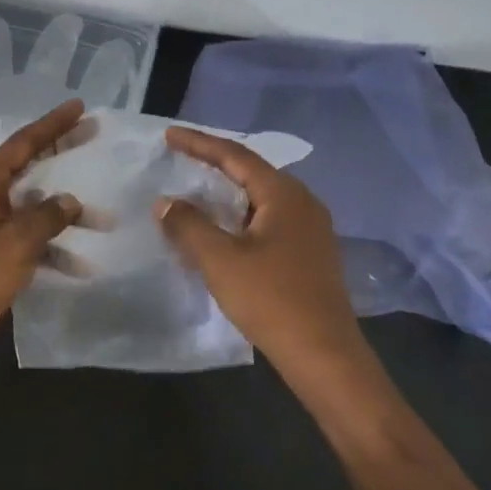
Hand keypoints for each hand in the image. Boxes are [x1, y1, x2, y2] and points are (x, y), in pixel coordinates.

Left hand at [0, 100, 84, 372]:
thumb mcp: (13, 244)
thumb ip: (46, 218)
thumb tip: (71, 201)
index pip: (22, 144)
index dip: (52, 125)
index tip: (80, 108)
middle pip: (29, 169)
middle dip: (62, 155)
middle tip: (95, 138)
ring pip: (34, 209)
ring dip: (66, 214)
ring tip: (104, 219)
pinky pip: (30, 242)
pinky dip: (53, 249)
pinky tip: (81, 265)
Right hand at [156, 127, 368, 389]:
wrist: (324, 354)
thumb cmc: (271, 299)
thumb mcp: (220, 260)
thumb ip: (189, 225)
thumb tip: (166, 202)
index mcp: (284, 194)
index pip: (235, 156)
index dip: (199, 143)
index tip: (169, 135)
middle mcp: (303, 202)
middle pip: (252, 172)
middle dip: (215, 164)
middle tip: (181, 158)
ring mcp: (311, 228)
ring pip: (261, 198)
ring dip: (227, 193)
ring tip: (197, 192)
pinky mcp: (310, 253)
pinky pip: (269, 220)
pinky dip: (241, 217)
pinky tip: (224, 231)